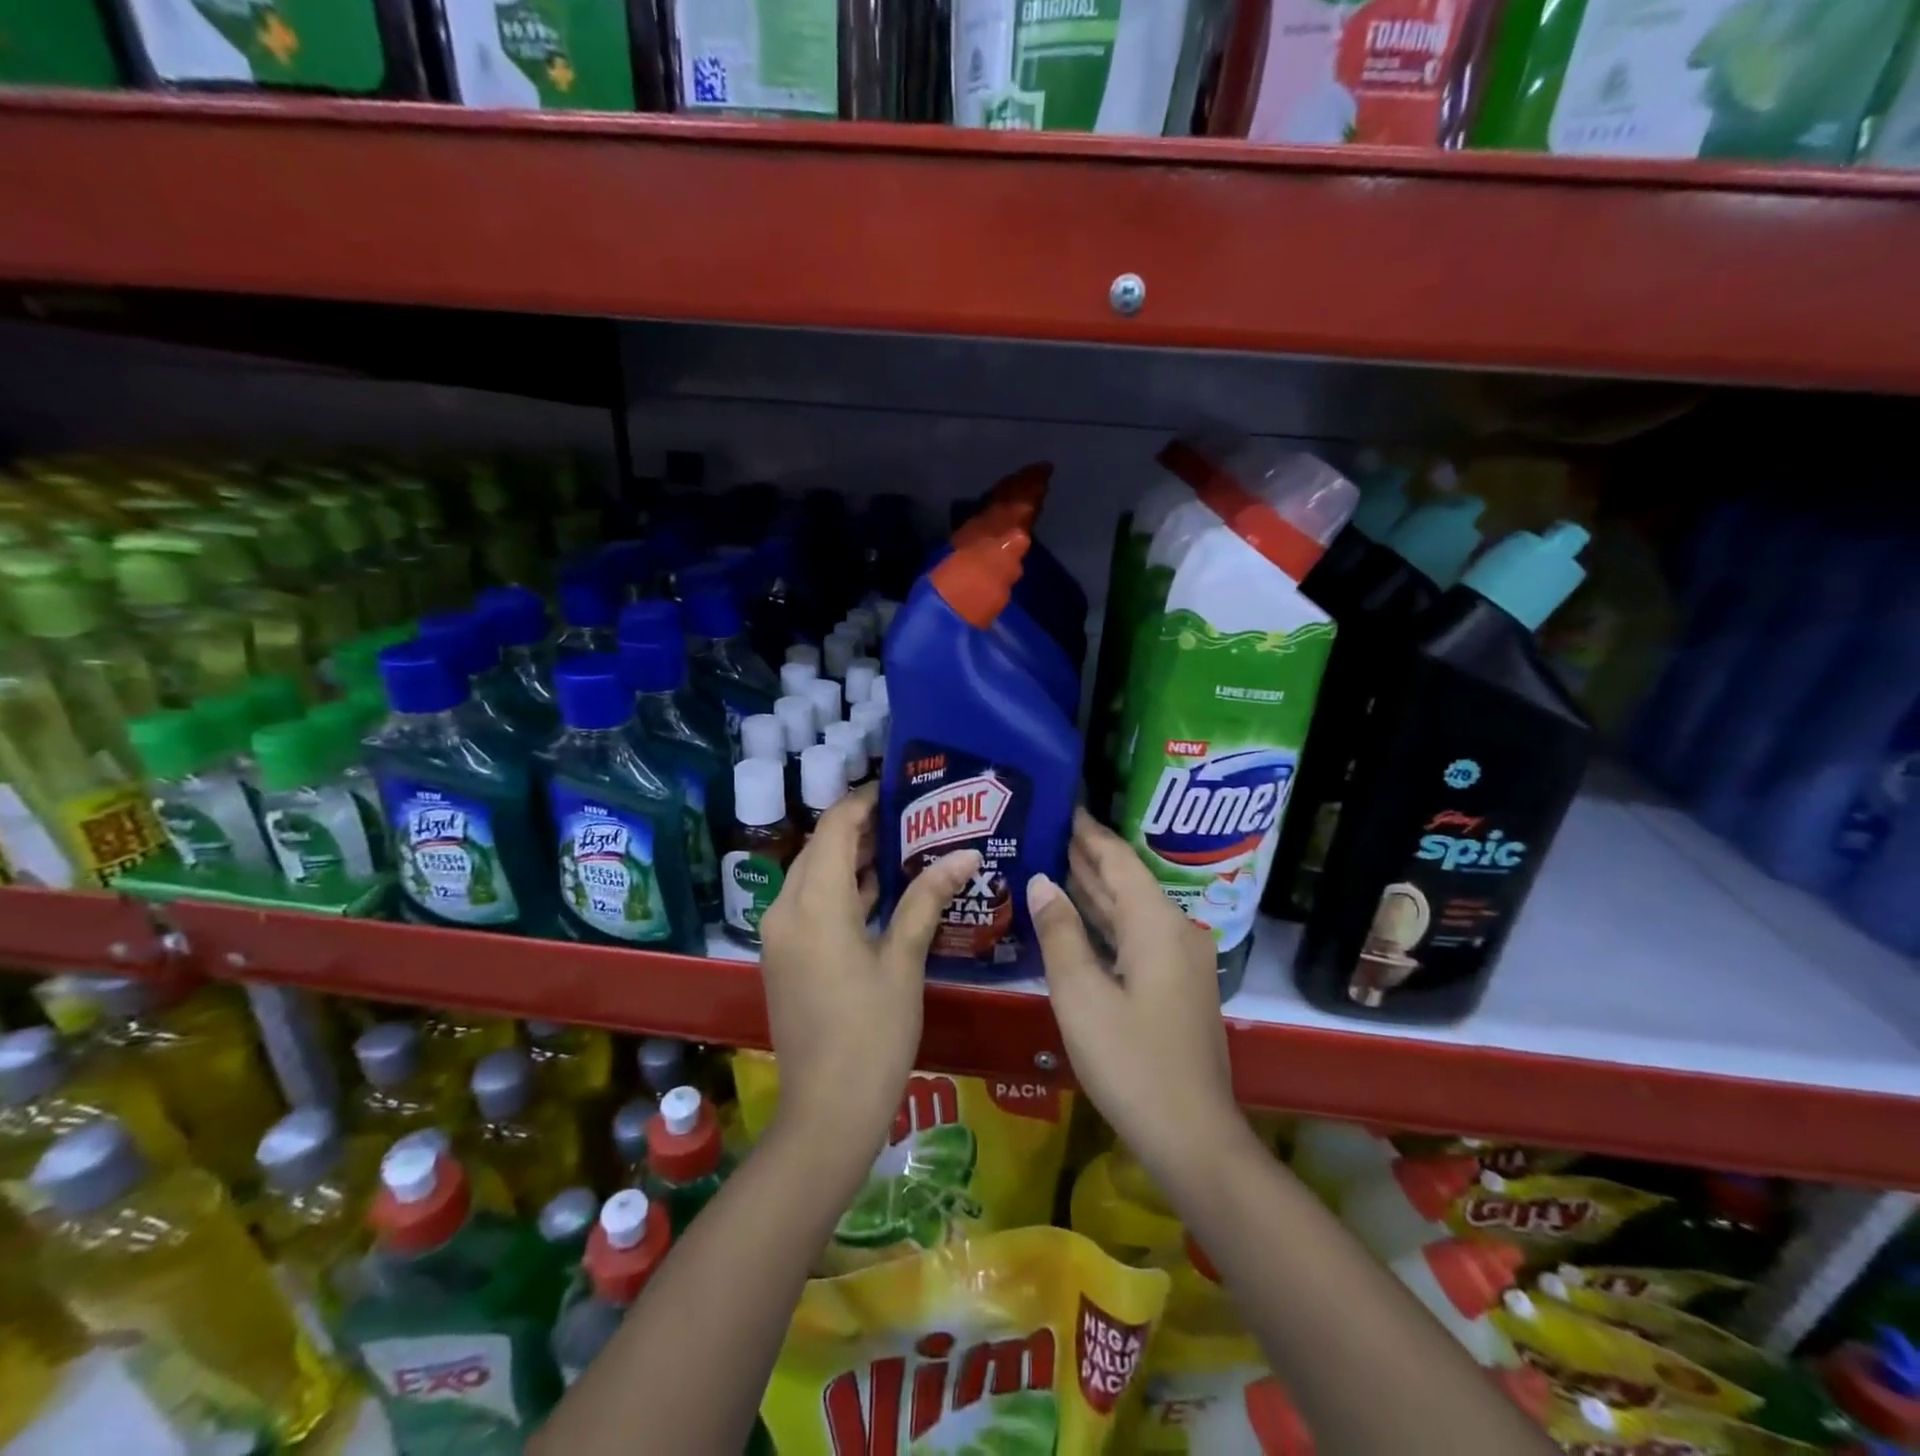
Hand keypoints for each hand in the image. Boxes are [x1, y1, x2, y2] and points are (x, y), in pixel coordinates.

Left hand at [759, 783, 980, 1154]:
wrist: (827, 1112)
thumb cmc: (872, 1033)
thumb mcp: (904, 961)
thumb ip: (927, 899)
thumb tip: (964, 855)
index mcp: (813, 903)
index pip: (834, 827)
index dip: (864, 801)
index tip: (901, 789)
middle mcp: (785, 909)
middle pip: (819, 847)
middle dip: (861, 828)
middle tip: (912, 817)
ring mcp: (780, 936)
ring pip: (812, 876)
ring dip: (850, 859)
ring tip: (903, 846)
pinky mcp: (785, 958)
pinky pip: (810, 904)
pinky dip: (840, 890)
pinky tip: (879, 892)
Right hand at [1028, 810, 1246, 1184]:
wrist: (1192, 1136)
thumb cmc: (1130, 1061)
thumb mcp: (1081, 995)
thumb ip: (1060, 933)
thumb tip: (1042, 881)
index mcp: (1156, 924)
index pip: (1119, 861)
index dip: (1089, 834)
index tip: (1064, 807)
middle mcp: (1174, 932)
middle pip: (1127, 882)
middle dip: (1089, 857)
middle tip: (1049, 831)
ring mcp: (1180, 962)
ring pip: (1132, 911)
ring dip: (1096, 890)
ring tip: (1055, 864)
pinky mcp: (1176, 987)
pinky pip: (1136, 937)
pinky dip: (1106, 923)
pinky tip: (1079, 920)